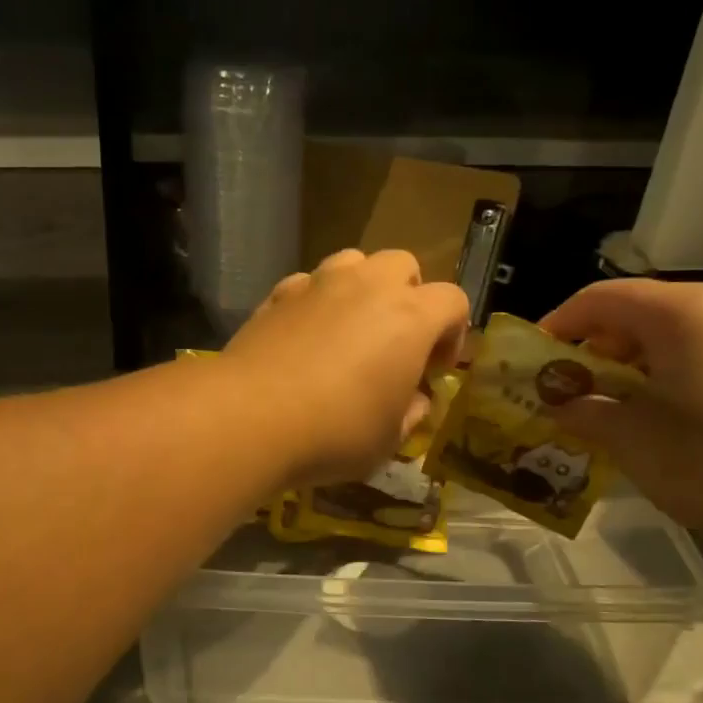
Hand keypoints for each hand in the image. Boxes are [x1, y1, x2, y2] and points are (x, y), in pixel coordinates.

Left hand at [225, 249, 470, 485]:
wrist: (250, 416)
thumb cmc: (335, 432)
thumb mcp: (389, 439)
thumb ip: (411, 413)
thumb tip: (414, 401)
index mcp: (410, 317)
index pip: (453, 301)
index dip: (452, 333)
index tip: (434, 369)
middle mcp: (367, 286)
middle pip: (403, 265)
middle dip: (408, 296)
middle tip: (395, 342)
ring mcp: (318, 284)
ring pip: (353, 262)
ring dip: (361, 288)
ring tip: (349, 330)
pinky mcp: (277, 294)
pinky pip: (308, 284)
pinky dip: (315, 302)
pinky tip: (304, 337)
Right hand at [540, 279, 702, 567]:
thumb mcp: (636, 442)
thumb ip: (586, 413)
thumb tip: (561, 405)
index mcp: (683, 311)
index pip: (600, 298)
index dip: (557, 325)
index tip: (530, 362)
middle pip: (638, 311)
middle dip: (594, 349)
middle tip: (567, 392)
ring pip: (674, 334)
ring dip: (632, 365)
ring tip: (610, 409)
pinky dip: (671, 375)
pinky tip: (663, 418)